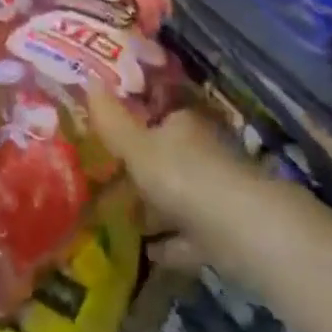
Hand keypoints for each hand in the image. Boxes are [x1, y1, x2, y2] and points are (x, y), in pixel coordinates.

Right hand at [87, 86, 256, 261]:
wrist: (244, 233)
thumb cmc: (184, 177)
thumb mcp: (137, 147)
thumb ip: (111, 120)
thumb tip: (87, 79)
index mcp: (184, 124)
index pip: (157, 116)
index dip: (133, 125)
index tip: (106, 138)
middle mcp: (203, 153)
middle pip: (167, 158)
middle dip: (141, 170)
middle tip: (104, 181)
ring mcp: (216, 194)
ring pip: (178, 197)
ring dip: (154, 208)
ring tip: (118, 218)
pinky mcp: (223, 233)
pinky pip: (188, 235)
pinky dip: (170, 243)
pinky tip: (147, 251)